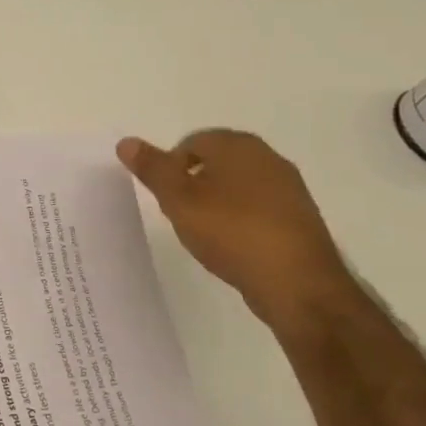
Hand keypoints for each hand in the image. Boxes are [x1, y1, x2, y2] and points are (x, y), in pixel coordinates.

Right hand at [117, 129, 354, 329]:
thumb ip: (152, 169)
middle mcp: (268, 158)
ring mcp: (289, 188)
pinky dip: (239, 219)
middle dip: (193, 183)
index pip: (191, 142)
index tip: (165, 197)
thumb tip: (126, 142)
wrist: (297, 284)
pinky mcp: (299, 218)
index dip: (170, 167)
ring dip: (216, 202)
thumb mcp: (179, 199)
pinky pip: (257, 208)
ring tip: (204, 232)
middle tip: (180, 213)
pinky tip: (232, 244)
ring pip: (237, 185)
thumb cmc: (231, 232)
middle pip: (216, 161)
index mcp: (238, 145)